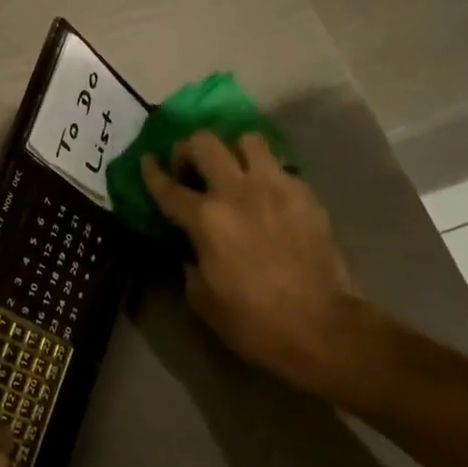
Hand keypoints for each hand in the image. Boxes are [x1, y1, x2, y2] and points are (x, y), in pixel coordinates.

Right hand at [140, 132, 360, 394]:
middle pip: (205, 143)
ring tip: (233, 171)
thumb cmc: (253, 321)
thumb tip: (191, 249)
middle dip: (188, 149)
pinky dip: (266, 174)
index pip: (168, 187)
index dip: (152, 172)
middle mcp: (237, 191)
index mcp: (206, 219)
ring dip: (233, 151)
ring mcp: (275, 187)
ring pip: (247, 140)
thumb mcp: (203, 299)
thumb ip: (190, 263)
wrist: (320, 326)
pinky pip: (279, 167)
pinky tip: (266, 196)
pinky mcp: (305, 194)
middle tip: (189, 168)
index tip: (147, 161)